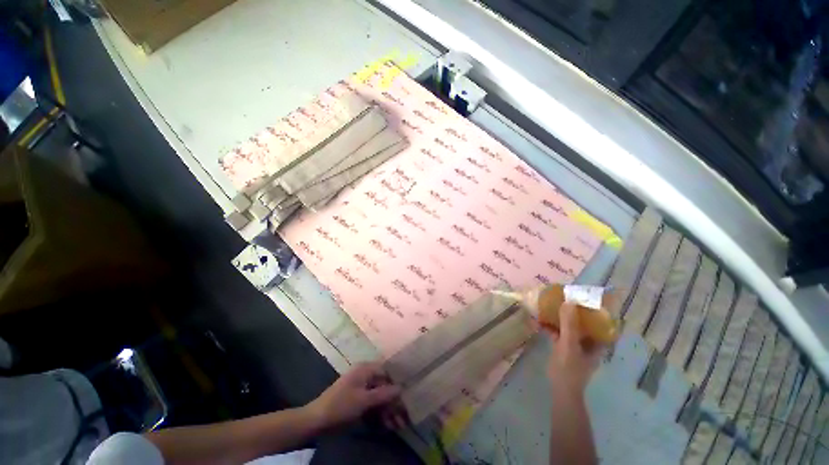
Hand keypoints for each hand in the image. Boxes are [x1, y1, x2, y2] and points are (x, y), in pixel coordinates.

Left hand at [305, 362, 401, 429]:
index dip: (396, 385)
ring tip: (395, 426)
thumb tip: (401, 387)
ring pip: (378, 397)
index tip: (405, 398)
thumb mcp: (364, 400)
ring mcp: (359, 389)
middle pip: (383, 387)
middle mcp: (364, 376)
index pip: (386, 373)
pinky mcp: (356, 401)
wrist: (316, 421)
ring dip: (387, 411)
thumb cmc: (341, 405)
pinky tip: (385, 425)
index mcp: (365, 369)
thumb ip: (383, 394)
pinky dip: (377, 414)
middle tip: (402, 419)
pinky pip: (370, 405)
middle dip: (392, 403)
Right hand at [548, 302, 602, 396]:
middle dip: (575, 309)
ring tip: (552, 303)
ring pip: (570, 325)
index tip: (587, 295)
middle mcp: (588, 341)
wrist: (560, 388)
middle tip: (565, 296)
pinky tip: (541, 319)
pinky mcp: (564, 346)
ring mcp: (576, 344)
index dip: (596, 308)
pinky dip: (551, 325)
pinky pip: (559, 331)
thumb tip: (568, 302)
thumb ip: (569, 325)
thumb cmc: (570, 368)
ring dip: (562, 316)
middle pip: (584, 321)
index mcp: (597, 341)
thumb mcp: (569, 344)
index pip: (601, 321)